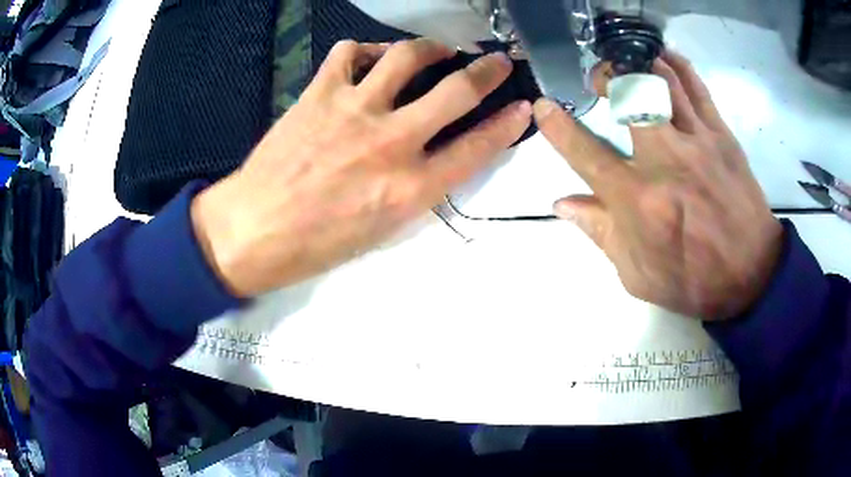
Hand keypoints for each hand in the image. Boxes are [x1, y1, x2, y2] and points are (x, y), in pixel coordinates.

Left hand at [191, 39, 532, 296]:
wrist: (254, 230)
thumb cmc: (318, 244)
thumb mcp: (382, 230)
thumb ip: (416, 189)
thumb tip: (433, 157)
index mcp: (410, 188)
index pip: (476, 147)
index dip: (507, 125)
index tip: (522, 107)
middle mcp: (391, 141)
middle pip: (456, 91)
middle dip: (486, 71)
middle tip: (496, 61)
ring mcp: (354, 110)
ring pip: (406, 57)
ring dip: (430, 48)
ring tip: (436, 50)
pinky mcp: (319, 94)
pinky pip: (349, 53)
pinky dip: (365, 51)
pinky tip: (368, 61)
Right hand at [534, 51, 782, 319]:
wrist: (751, 276)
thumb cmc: (692, 281)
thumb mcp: (637, 274)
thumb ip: (599, 233)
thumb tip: (562, 203)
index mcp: (638, 201)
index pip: (585, 152)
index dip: (557, 126)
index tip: (544, 106)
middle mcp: (664, 161)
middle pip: (629, 94)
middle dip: (606, 77)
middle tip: (600, 81)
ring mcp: (697, 142)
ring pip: (662, 80)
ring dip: (637, 65)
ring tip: (628, 67)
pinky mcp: (722, 136)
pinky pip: (696, 87)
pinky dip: (677, 66)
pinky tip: (664, 59)